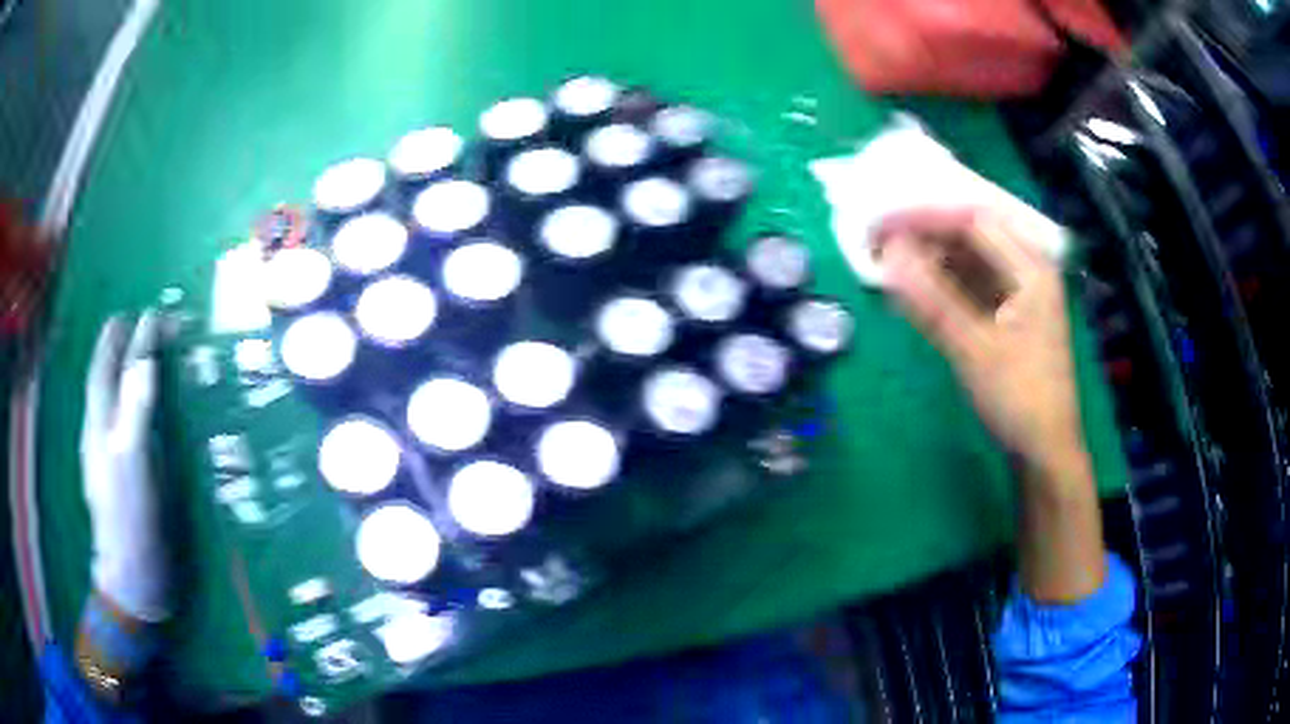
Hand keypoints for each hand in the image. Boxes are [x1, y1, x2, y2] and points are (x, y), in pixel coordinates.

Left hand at [80, 311, 167, 620]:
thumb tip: (145, 360)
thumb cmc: (131, 519)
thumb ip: (135, 409)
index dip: (129, 337)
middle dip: (120, 347)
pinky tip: (137, 413)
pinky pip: (120, 424)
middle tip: (139, 325)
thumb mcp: (133, 463)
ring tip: (138, 358)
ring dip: (123, 372)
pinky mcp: (119, 476)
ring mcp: (107, 456)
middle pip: (105, 377)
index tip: (151, 314)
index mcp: (100, 423)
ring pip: (110, 400)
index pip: (111, 364)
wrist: (131, 577)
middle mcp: (99, 432)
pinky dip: (130, 404)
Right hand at [878, 208, 1103, 601]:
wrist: (1045, 453)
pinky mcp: (1008, 313)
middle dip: (925, 232)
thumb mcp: (974, 350)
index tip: (880, 223)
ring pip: (969, 257)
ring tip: (890, 261)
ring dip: (931, 256)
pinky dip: (942, 282)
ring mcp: (1019, 291)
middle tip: (879, 239)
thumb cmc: (1019, 400)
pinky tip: (915, 289)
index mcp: (1031, 267)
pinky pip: (971, 282)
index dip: (925, 216)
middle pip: (972, 233)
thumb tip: (888, 255)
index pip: (973, 220)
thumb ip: (932, 300)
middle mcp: (1028, 269)